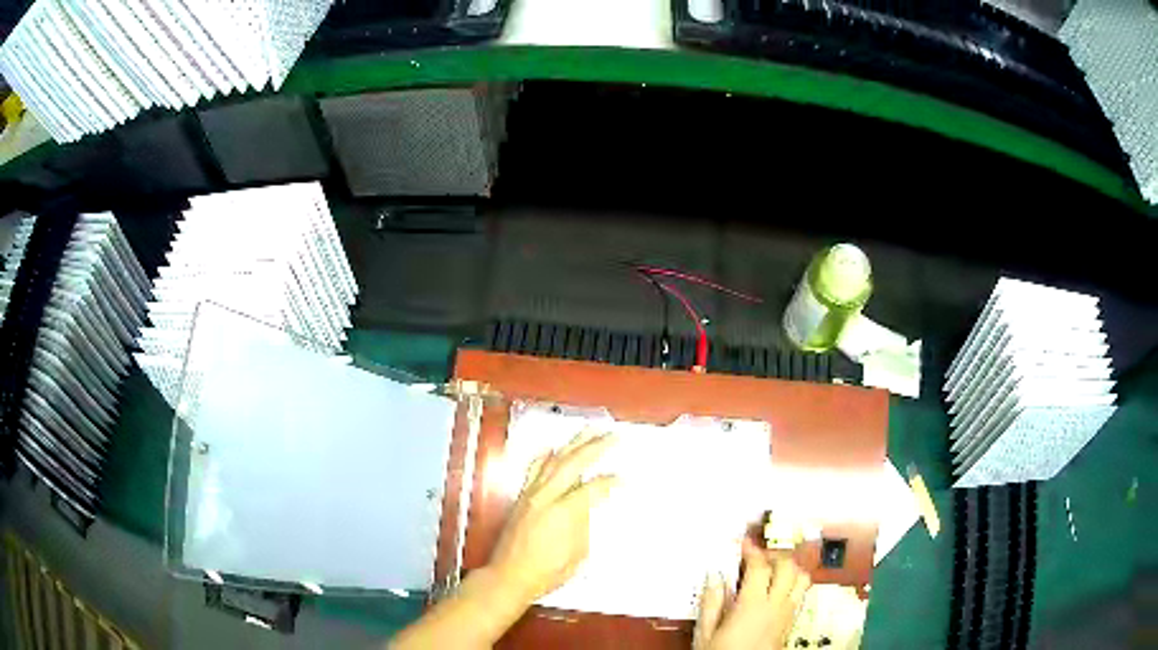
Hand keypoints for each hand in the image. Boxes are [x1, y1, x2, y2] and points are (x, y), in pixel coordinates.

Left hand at [488, 430, 617, 607]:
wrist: (510, 575)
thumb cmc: (547, 572)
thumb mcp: (579, 552)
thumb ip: (586, 523)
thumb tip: (591, 505)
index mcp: (564, 511)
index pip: (593, 487)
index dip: (611, 482)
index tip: (624, 479)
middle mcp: (546, 496)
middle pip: (573, 463)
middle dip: (594, 447)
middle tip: (611, 435)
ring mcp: (531, 495)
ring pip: (553, 461)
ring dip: (572, 444)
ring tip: (587, 431)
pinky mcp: (521, 498)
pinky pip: (534, 469)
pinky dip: (544, 456)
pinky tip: (551, 449)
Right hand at [693, 538, 810, 649]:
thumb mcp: (705, 633)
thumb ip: (711, 603)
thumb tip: (714, 578)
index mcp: (752, 605)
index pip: (760, 566)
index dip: (753, 550)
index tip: (745, 542)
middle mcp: (775, 606)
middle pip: (787, 567)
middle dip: (775, 555)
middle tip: (760, 555)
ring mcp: (787, 615)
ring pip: (802, 579)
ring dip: (791, 568)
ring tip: (775, 568)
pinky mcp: (791, 624)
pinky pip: (800, 595)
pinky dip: (793, 585)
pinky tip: (779, 590)